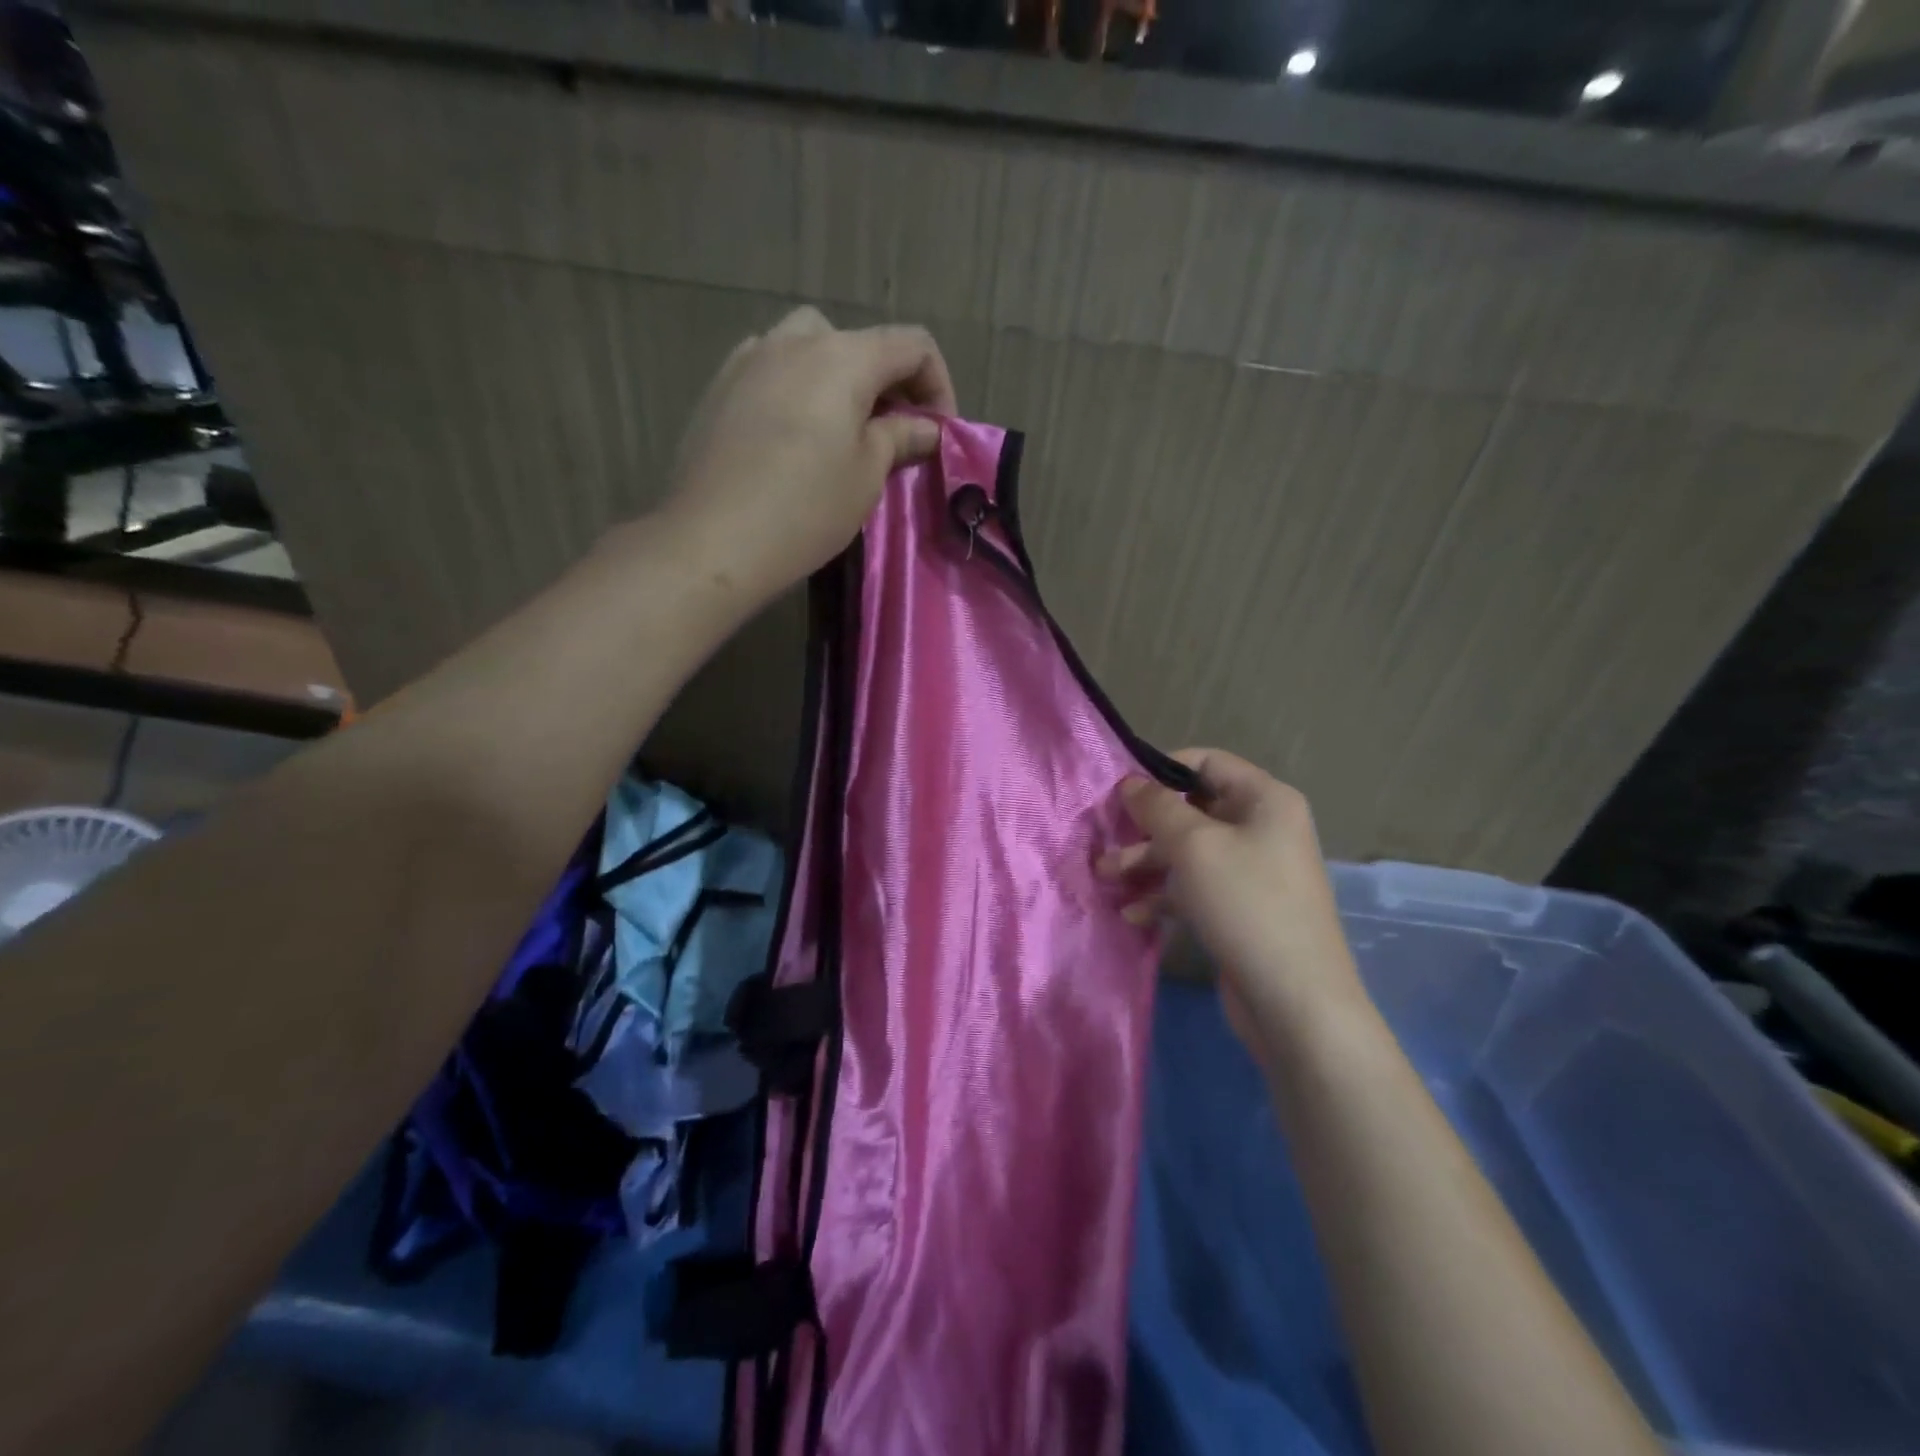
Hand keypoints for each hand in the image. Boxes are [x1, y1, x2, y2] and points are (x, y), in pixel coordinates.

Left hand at [663, 306, 955, 603]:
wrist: (714, 539)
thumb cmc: (806, 508)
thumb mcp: (867, 475)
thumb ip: (900, 439)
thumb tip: (926, 428)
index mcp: (843, 357)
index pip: (912, 346)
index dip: (938, 385)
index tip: (937, 433)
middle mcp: (795, 340)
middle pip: (859, 342)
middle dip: (887, 383)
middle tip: (892, 433)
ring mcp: (749, 358)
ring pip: (810, 347)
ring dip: (839, 378)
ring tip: (840, 429)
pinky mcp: (719, 386)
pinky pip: (771, 369)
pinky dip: (796, 387)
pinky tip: (792, 433)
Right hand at [1098, 749, 1365, 1057]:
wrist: (1295, 1001)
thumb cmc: (1245, 904)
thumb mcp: (1194, 845)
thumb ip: (1156, 807)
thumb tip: (1130, 782)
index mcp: (1265, 800)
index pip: (1207, 762)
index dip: (1162, 769)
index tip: (1120, 789)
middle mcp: (1262, 829)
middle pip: (1193, 810)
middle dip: (1145, 825)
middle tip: (1105, 839)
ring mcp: (1252, 872)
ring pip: (1188, 852)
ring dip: (1145, 862)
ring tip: (1105, 877)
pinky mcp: (1240, 910)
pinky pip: (1195, 888)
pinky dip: (1163, 895)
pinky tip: (1132, 913)